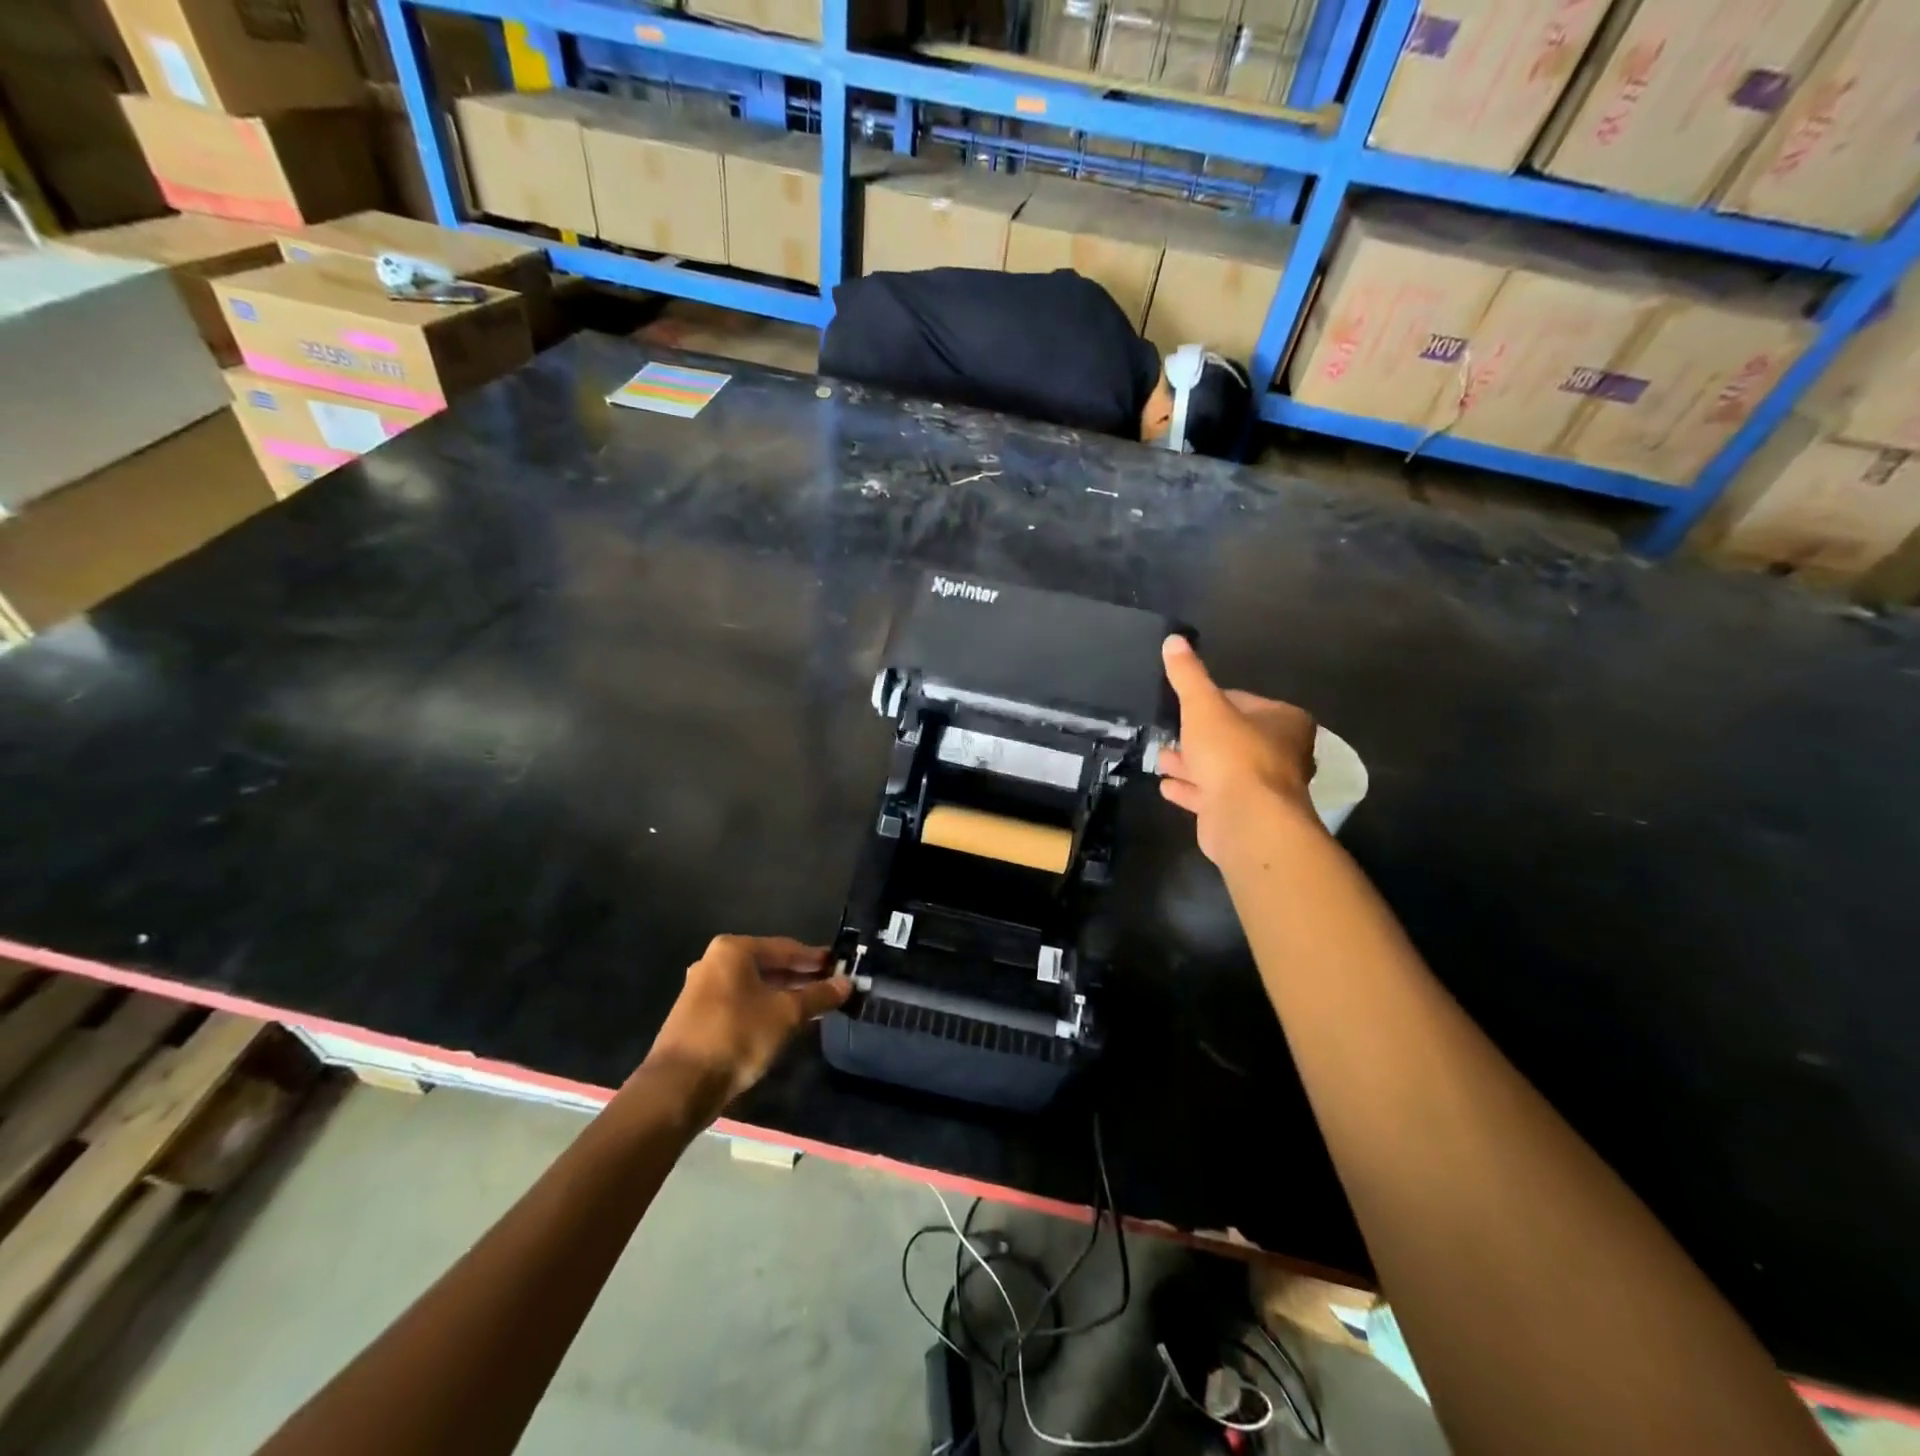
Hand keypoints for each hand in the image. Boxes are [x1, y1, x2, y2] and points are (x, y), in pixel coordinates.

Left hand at [647, 936, 851, 1105]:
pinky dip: (764, 1008)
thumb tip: (846, 984)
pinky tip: (784, 1023)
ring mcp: (702, 989)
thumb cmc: (737, 1036)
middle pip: (769, 965)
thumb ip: (818, 996)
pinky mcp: (698, 1016)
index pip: (786, 948)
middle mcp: (714, 962)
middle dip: (800, 977)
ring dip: (784, 995)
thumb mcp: (786, 1014)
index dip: (815, 959)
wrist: (679, 1086)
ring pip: (755, 986)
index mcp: (733, 950)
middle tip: (831, 986)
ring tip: (814, 1006)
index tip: (840, 966)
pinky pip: (741, 1003)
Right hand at [1158, 635, 1318, 863]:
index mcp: (1284, 722)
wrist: (1247, 820)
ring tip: (1161, 758)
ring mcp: (1263, 788)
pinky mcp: (1244, 815)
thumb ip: (1188, 675)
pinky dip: (1191, 789)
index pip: (1243, 701)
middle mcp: (1281, 754)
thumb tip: (1174, 639)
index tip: (1186, 704)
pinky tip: (1166, 786)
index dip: (1212, 701)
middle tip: (1170, 732)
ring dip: (1191, 764)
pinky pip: (1212, 796)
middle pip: (1232, 737)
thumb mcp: (1203, 706)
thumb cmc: (1232, 754)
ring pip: (1221, 769)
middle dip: (1198, 736)